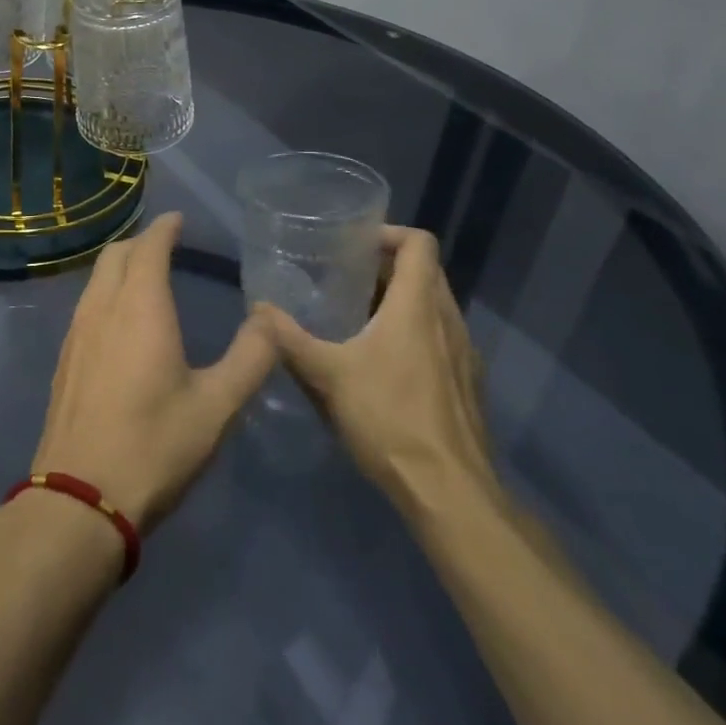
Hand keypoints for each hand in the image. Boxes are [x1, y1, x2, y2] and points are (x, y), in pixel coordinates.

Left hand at [33, 213, 276, 531]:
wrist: (80, 498)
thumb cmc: (155, 446)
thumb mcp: (218, 406)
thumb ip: (251, 358)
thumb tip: (270, 319)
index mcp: (140, 307)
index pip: (149, 247)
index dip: (164, 228)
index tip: (178, 219)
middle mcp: (102, 308)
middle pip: (116, 255)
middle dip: (140, 241)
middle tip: (165, 244)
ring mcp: (76, 333)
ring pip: (96, 279)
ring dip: (120, 266)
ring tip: (144, 275)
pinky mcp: (64, 360)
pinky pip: (86, 305)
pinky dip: (105, 292)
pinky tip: (119, 320)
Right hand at [252, 226, 498, 524]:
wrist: (449, 492)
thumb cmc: (389, 418)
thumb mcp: (328, 376)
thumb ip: (290, 339)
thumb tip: (258, 309)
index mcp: (418, 306)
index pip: (419, 243)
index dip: (389, 232)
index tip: (356, 242)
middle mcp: (448, 320)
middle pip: (426, 272)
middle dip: (388, 267)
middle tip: (346, 276)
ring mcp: (465, 354)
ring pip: (435, 307)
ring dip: (402, 301)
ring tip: (359, 316)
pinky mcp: (468, 384)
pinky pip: (442, 338)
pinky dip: (415, 333)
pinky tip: (384, 362)